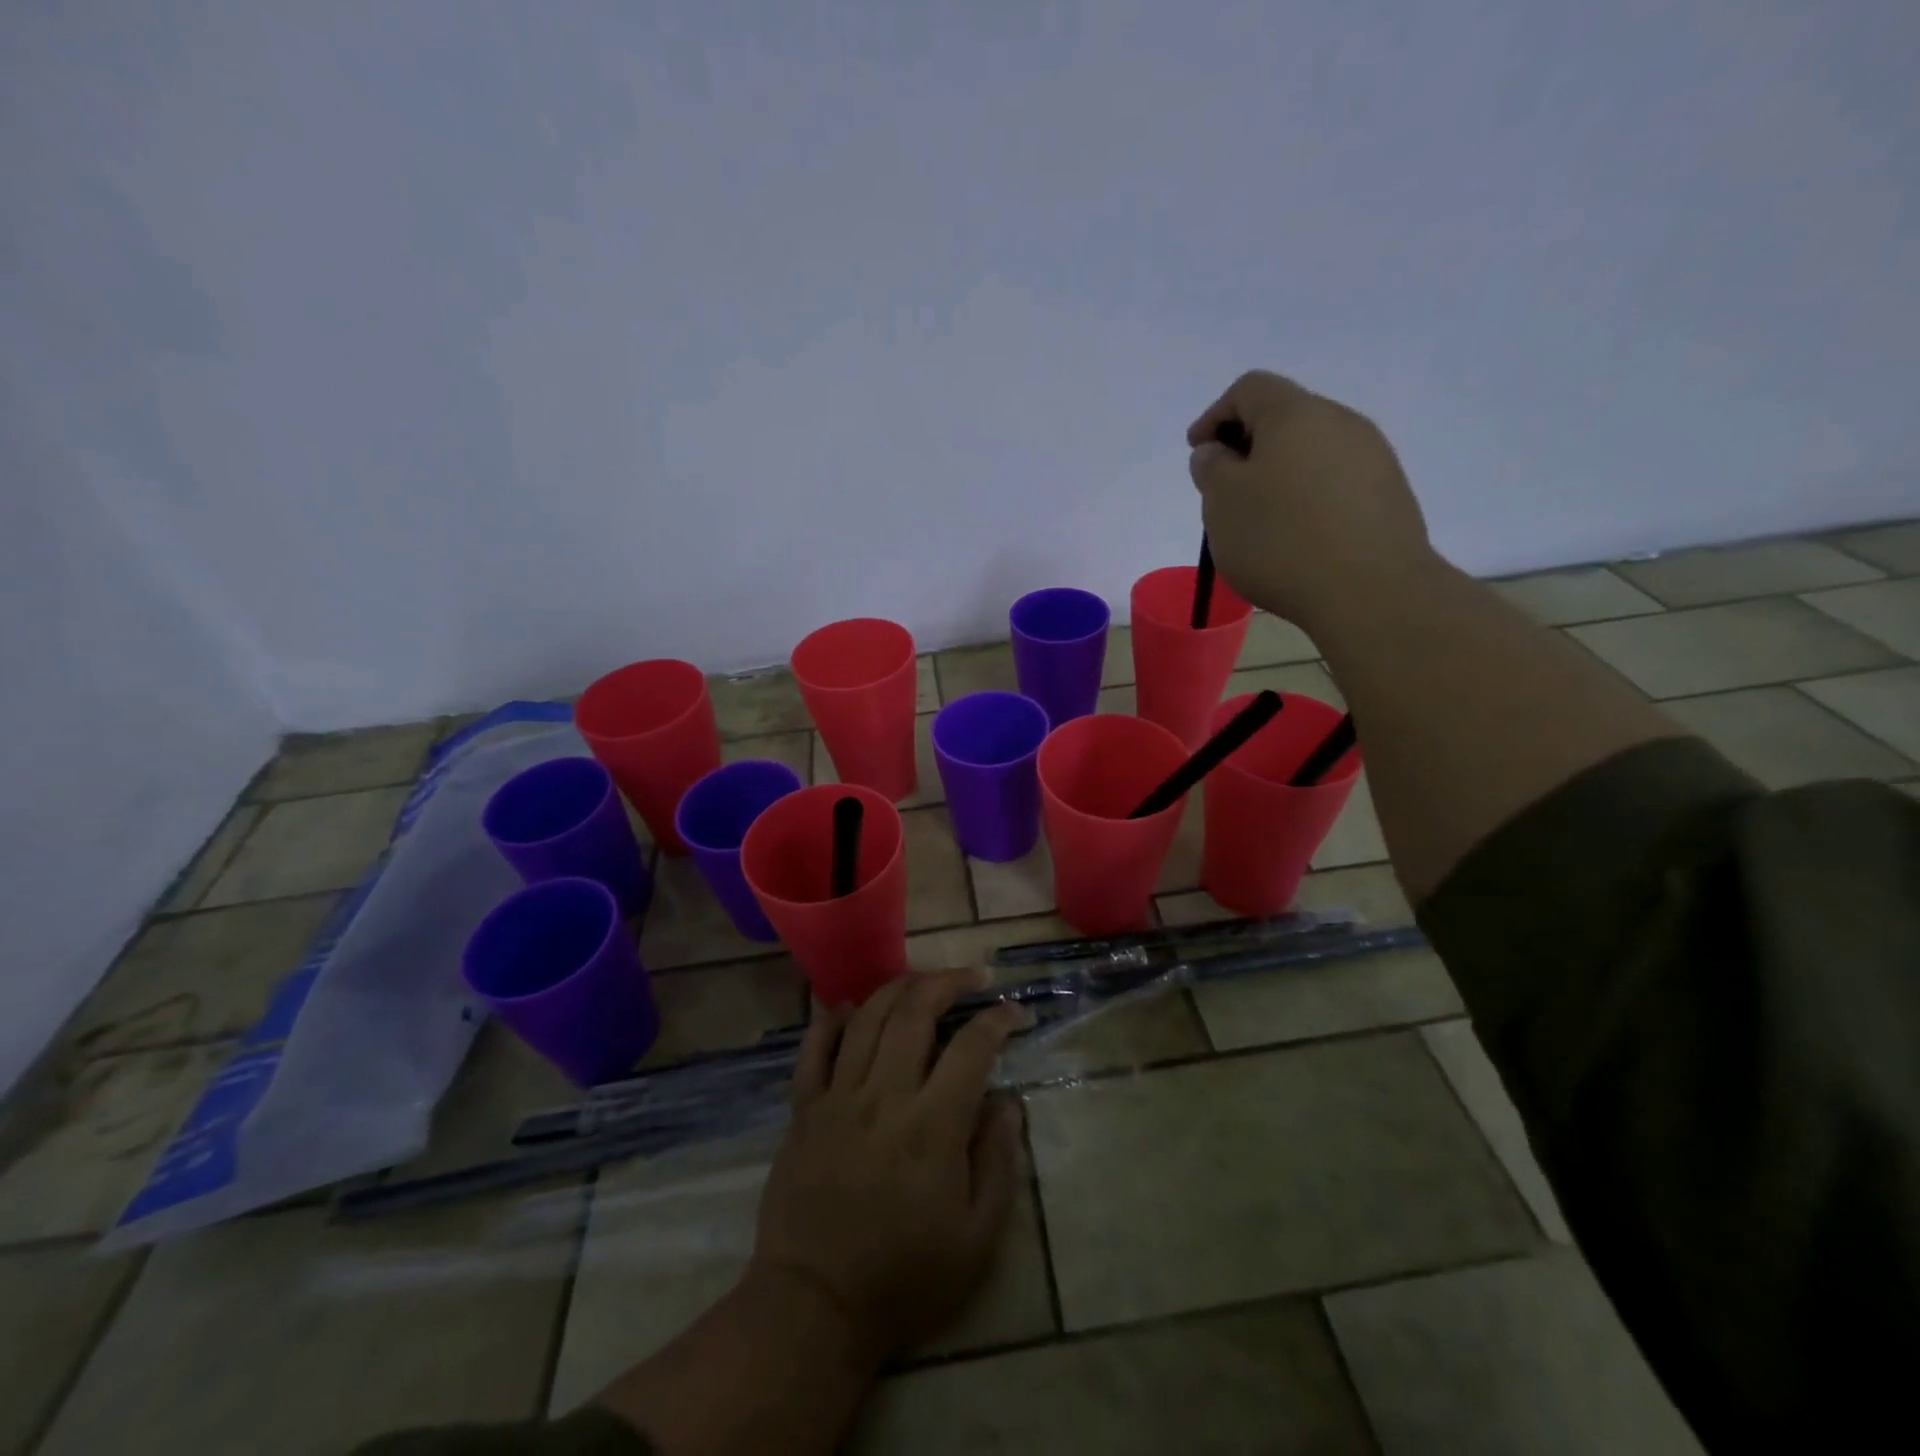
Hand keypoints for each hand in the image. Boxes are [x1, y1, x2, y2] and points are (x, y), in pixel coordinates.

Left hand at [751, 969, 1026, 1365]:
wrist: (814, 1306)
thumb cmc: (904, 1278)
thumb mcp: (976, 1239)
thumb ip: (998, 1162)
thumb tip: (1008, 1102)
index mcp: (932, 1125)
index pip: (971, 1047)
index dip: (996, 1019)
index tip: (1013, 1011)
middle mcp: (884, 1095)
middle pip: (914, 1012)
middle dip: (947, 982)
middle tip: (970, 976)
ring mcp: (838, 1097)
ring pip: (867, 1018)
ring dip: (897, 988)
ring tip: (921, 981)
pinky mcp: (804, 1109)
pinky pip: (813, 1049)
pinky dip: (831, 1020)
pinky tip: (848, 1007)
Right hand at [1186, 370, 1436, 630]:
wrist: (1371, 590)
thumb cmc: (1281, 541)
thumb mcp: (1222, 503)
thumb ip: (1212, 468)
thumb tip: (1218, 451)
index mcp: (1295, 414)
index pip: (1249, 389)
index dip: (1214, 415)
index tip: (1197, 454)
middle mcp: (1340, 421)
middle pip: (1284, 417)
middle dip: (1247, 446)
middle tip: (1224, 489)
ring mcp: (1372, 456)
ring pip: (1311, 450)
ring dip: (1279, 473)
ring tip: (1260, 518)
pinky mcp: (1389, 492)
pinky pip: (1335, 481)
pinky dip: (1307, 496)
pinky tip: (1297, 535)